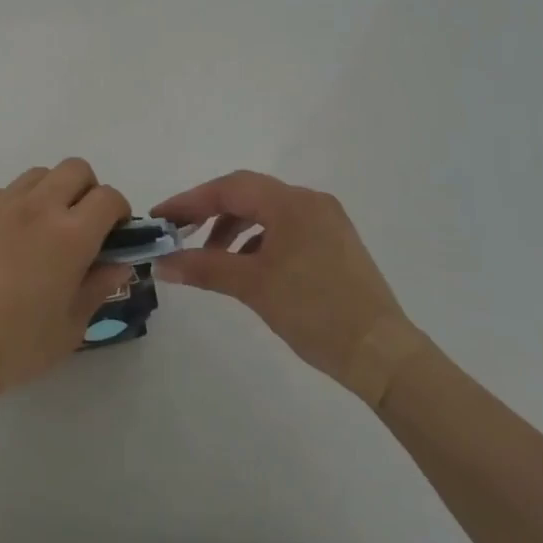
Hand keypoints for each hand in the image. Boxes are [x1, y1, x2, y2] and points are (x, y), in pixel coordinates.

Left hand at [0, 158, 132, 405]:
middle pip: (75, 169)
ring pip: (35, 176)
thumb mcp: (70, 328)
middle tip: (78, 226)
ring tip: (36, 234)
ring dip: (48, 195)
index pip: (108, 198)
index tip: (112, 234)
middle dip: (86, 190)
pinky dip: (9, 211)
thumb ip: (98, 287)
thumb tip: (118, 263)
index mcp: (69, 235)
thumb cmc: (13, 347)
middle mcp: (35, 207)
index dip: (118, 212)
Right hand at [151, 171, 403, 382]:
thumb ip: (204, 267)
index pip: (229, 188)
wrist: (382, 354)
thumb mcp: (253, 287)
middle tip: (179, 233)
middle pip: (248, 194)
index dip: (190, 201)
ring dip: (234, 228)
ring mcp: (327, 222)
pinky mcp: (336, 244)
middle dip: (210, 212)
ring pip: (267, 212)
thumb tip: (161, 263)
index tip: (160, 217)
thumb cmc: (315, 311)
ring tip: (211, 257)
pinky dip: (259, 241)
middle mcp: (310, 201)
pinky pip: (286, 229)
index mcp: (292, 203)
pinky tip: (247, 266)